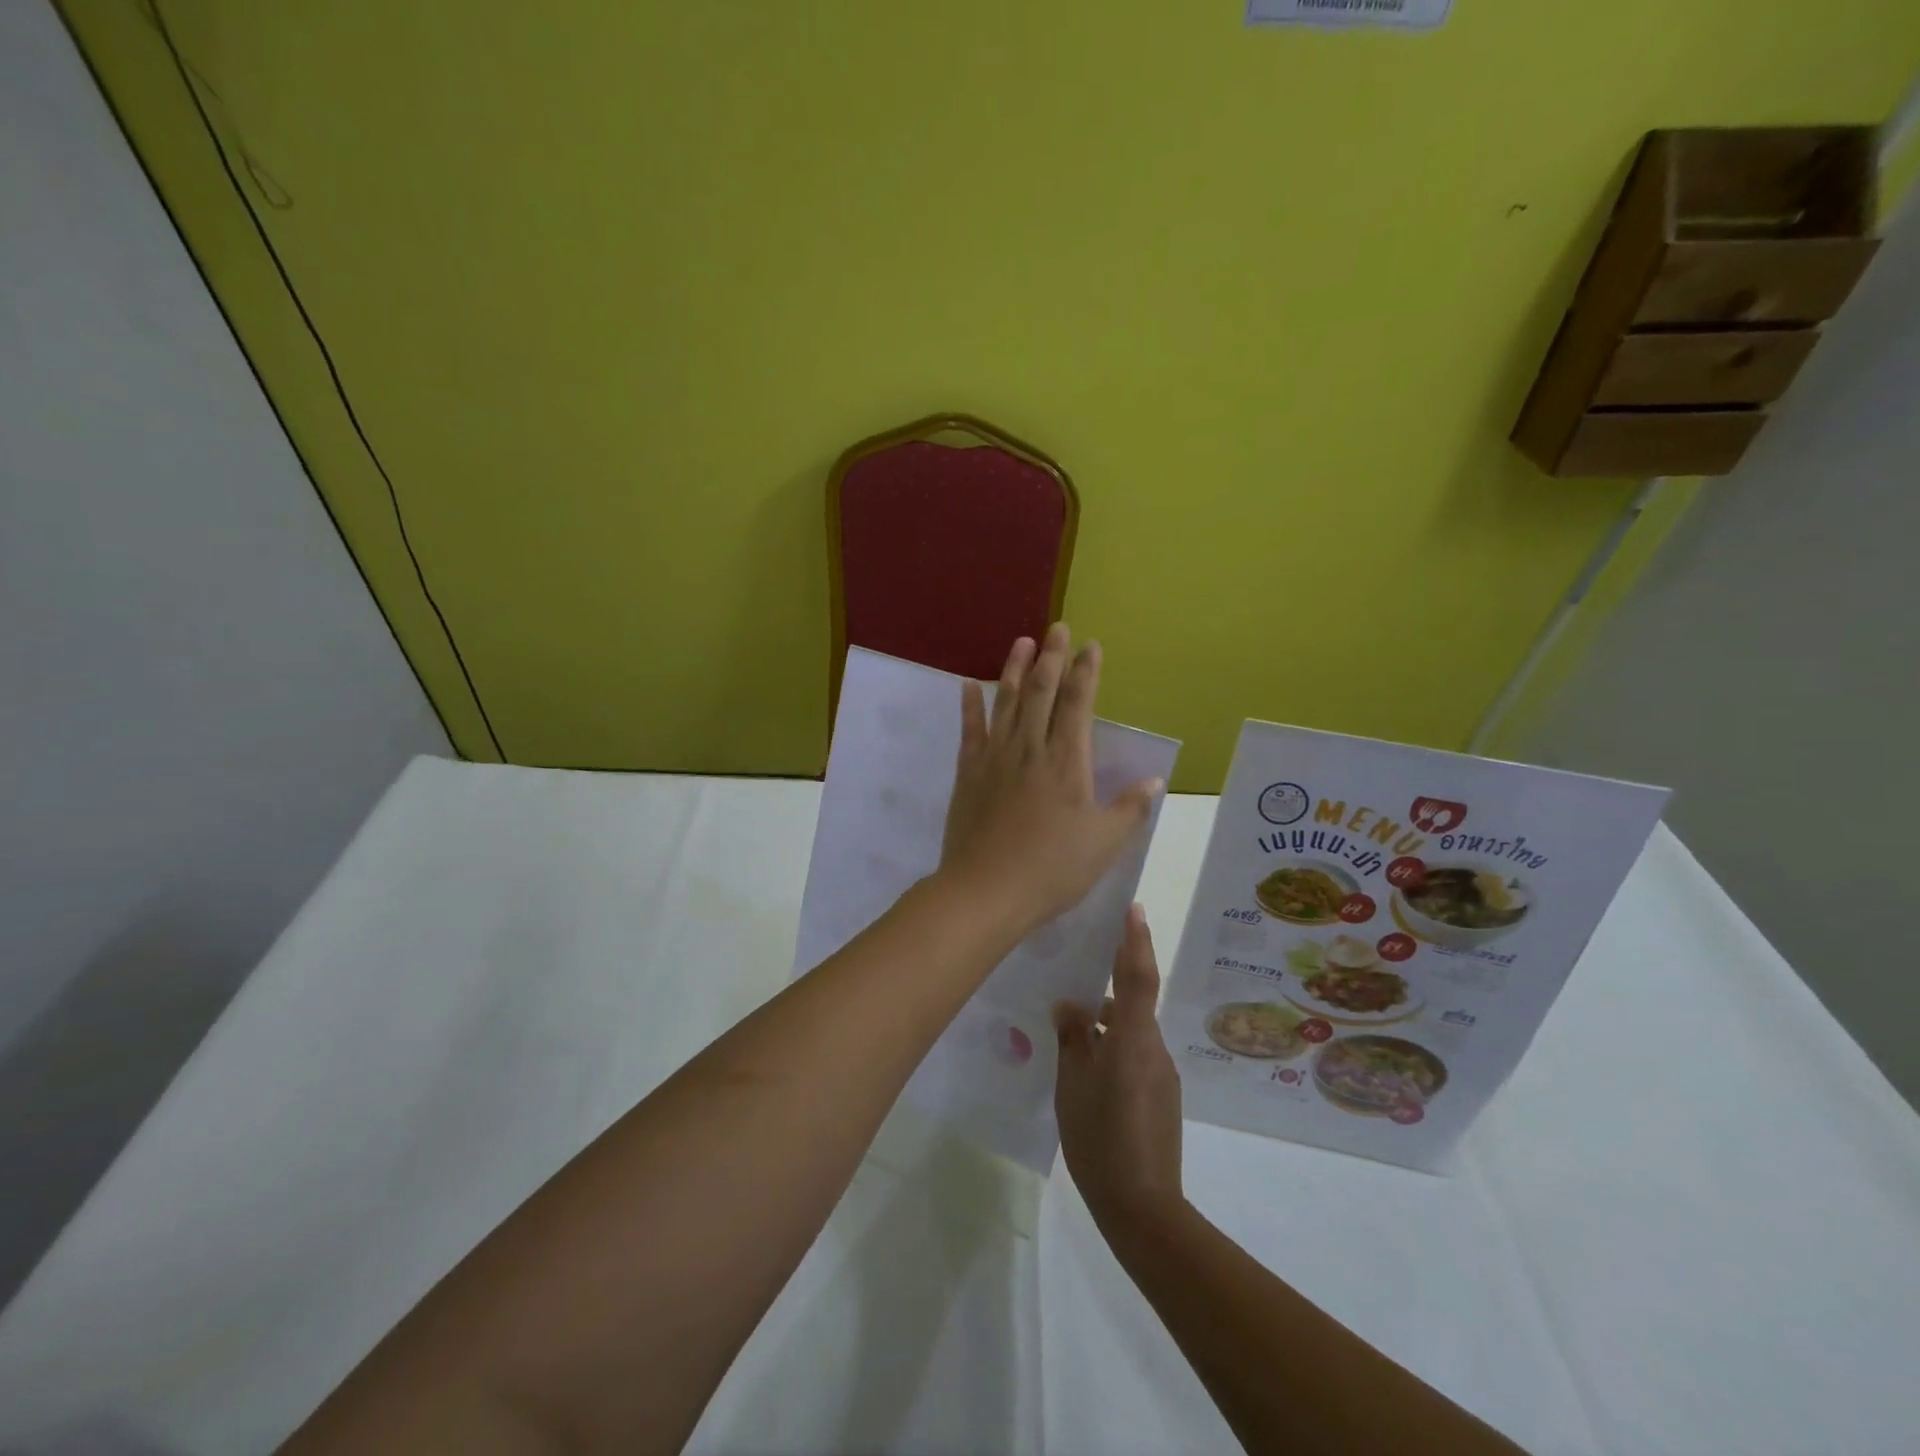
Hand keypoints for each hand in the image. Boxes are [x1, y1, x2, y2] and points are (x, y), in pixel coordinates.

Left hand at [938, 625, 1162, 936]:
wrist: (986, 890)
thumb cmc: (1052, 870)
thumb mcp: (1104, 844)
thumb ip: (1130, 809)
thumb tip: (1154, 781)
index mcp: (1067, 762)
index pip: (1078, 704)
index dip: (1085, 672)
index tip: (1090, 646)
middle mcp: (1030, 749)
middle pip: (1041, 692)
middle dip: (1051, 657)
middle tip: (1056, 628)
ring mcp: (995, 758)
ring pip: (1007, 702)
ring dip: (1015, 670)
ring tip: (1021, 641)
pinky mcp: (968, 773)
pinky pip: (970, 731)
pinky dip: (970, 706)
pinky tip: (970, 685)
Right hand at [1054, 903, 1184, 1237]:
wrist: (1144, 1208)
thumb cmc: (1099, 1139)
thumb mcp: (1071, 1085)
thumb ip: (1071, 1039)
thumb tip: (1067, 1005)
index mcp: (1131, 1039)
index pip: (1137, 976)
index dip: (1135, 940)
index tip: (1134, 908)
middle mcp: (1153, 1047)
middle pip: (1131, 1001)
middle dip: (1106, 985)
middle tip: (1073, 976)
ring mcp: (1161, 1073)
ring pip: (1131, 1030)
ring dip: (1105, 1021)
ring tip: (1069, 1030)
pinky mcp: (1162, 1094)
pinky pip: (1135, 1054)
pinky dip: (1113, 1046)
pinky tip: (1086, 1068)